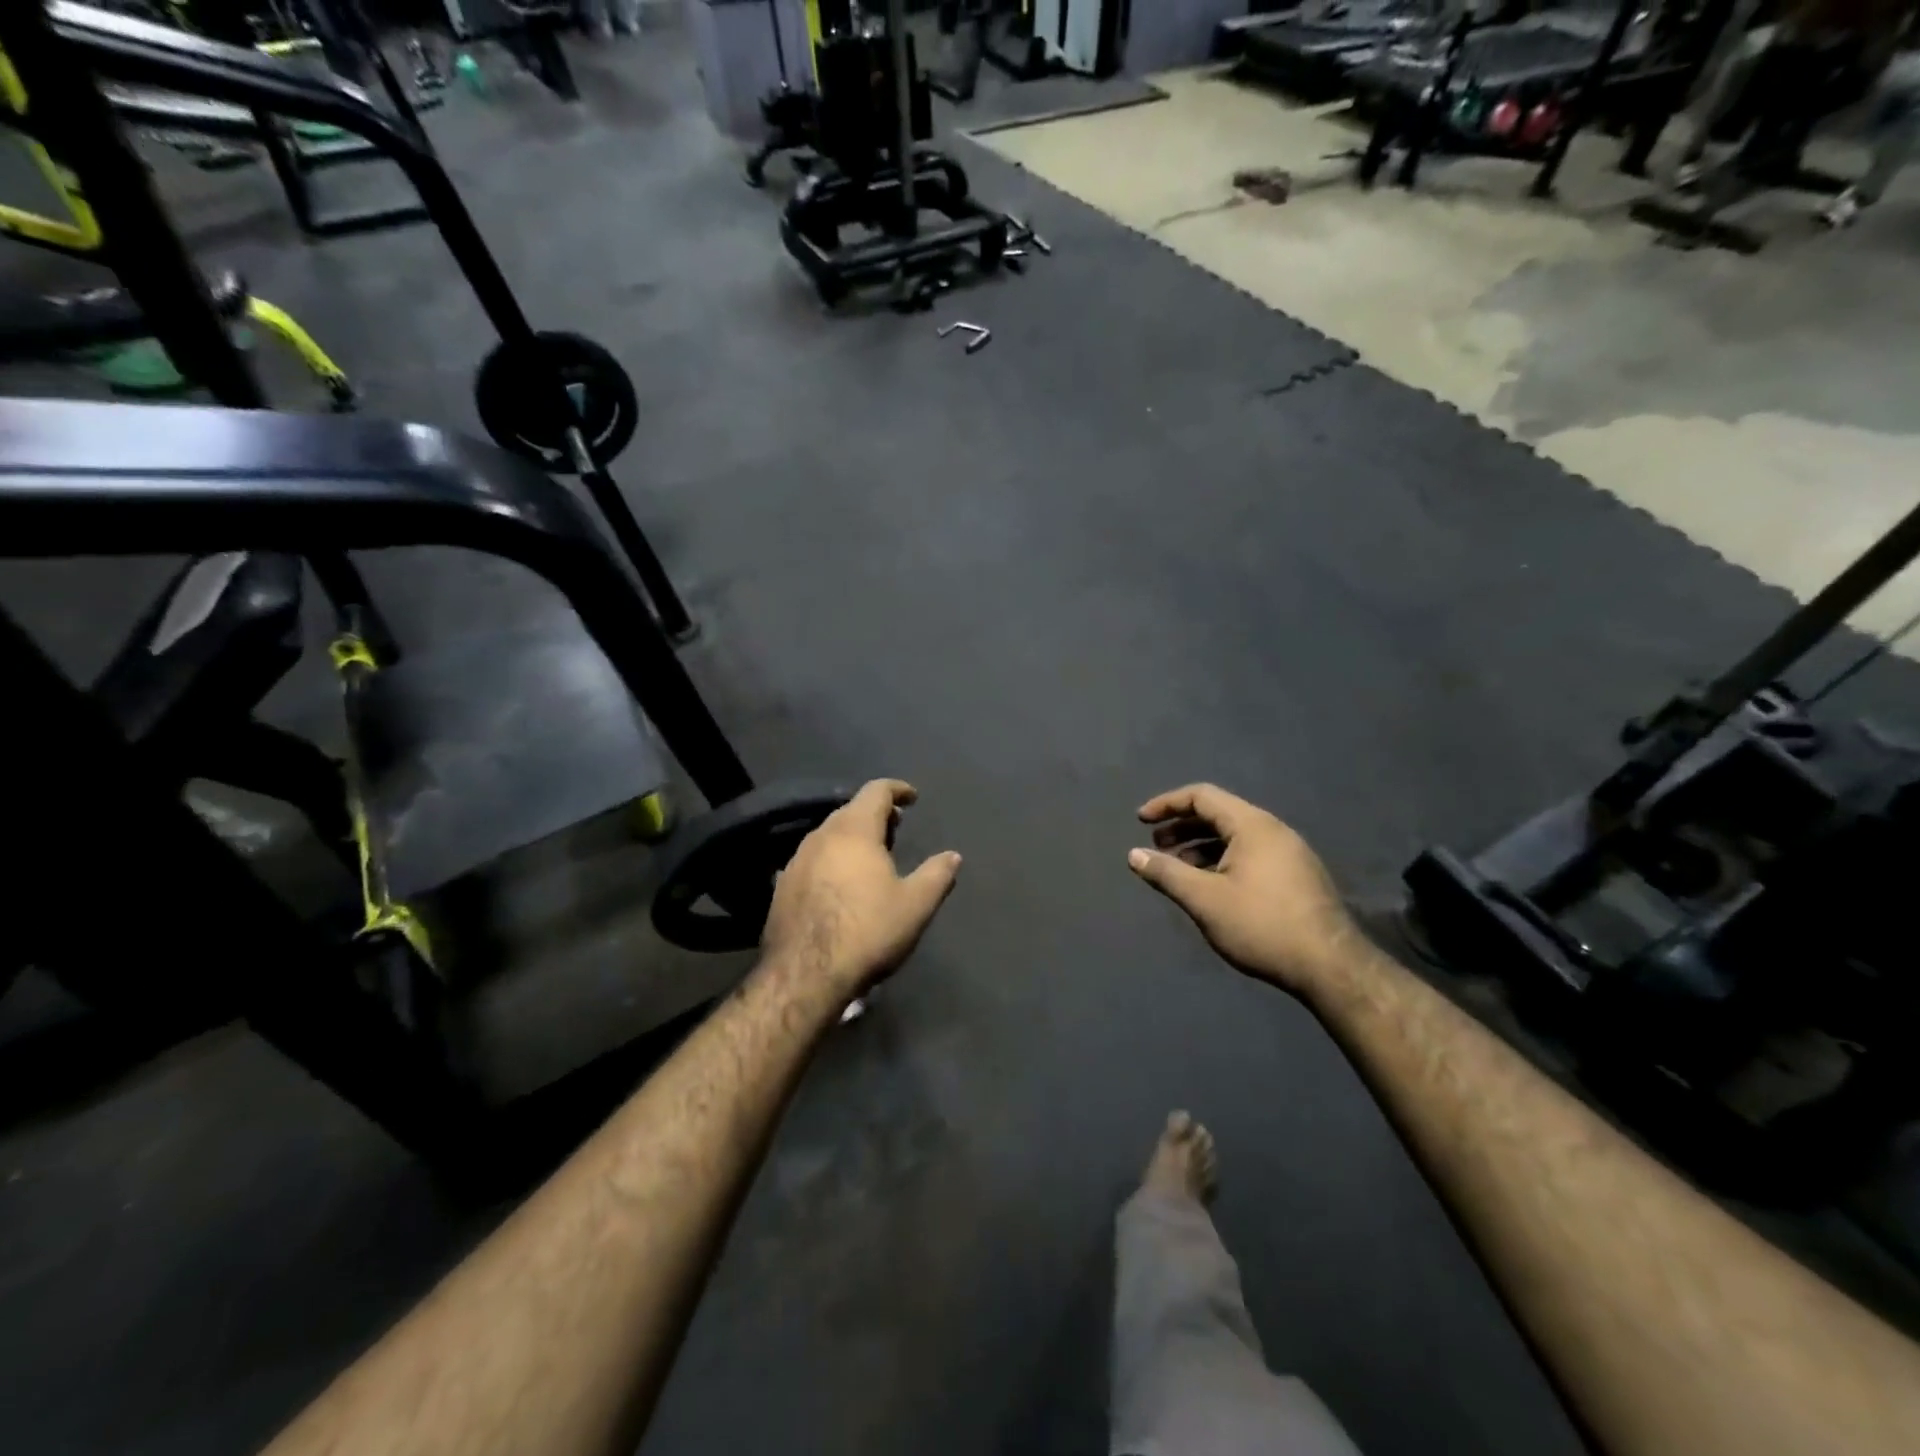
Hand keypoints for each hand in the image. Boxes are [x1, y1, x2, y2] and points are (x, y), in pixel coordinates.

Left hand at [760, 780, 960, 1006]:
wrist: (804, 975)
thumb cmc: (867, 932)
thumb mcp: (915, 905)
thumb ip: (937, 875)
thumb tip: (953, 856)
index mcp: (854, 831)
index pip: (876, 791)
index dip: (897, 789)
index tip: (912, 797)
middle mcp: (821, 836)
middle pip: (850, 810)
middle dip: (875, 814)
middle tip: (896, 828)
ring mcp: (796, 860)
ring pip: (829, 835)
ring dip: (852, 837)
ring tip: (871, 856)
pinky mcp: (782, 886)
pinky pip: (813, 859)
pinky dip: (833, 859)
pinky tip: (841, 884)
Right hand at [1128, 783, 1359, 997]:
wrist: (1331, 967)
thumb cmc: (1261, 925)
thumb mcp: (1204, 900)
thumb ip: (1166, 873)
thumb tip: (1133, 855)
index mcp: (1252, 825)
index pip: (1202, 796)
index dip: (1166, 804)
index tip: (1141, 821)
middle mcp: (1274, 830)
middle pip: (1219, 814)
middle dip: (1182, 826)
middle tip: (1156, 846)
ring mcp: (1290, 853)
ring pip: (1235, 836)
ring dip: (1201, 846)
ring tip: (1178, 869)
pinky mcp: (1298, 876)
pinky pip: (1251, 854)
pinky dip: (1222, 860)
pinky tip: (1211, 887)